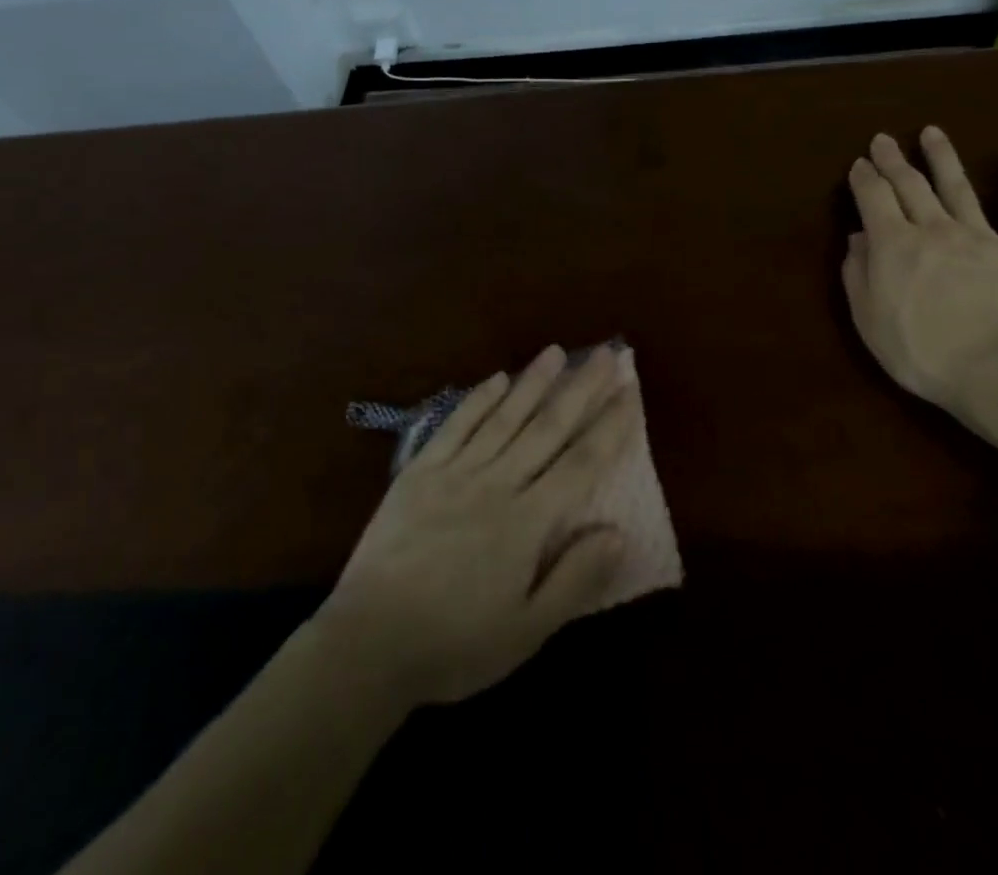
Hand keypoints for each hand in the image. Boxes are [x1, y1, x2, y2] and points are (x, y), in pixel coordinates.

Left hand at [317, 344, 636, 706]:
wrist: (368, 643)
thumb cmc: (455, 644)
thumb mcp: (526, 631)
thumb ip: (575, 580)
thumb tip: (620, 532)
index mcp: (526, 522)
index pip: (580, 464)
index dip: (609, 427)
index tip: (629, 392)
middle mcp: (496, 483)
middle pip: (547, 428)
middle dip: (580, 389)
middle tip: (606, 354)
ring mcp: (455, 472)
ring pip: (504, 417)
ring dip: (533, 382)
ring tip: (557, 351)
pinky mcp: (420, 471)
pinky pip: (455, 426)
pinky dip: (478, 399)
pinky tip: (496, 379)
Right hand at [842, 127, 997, 416]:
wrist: (997, 372)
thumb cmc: (920, 352)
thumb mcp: (868, 318)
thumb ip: (857, 274)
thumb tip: (857, 238)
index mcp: (893, 244)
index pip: (873, 198)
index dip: (863, 179)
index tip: (859, 165)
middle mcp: (933, 229)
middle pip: (909, 185)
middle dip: (893, 160)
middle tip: (883, 140)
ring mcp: (980, 237)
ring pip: (958, 187)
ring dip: (943, 157)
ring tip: (932, 132)